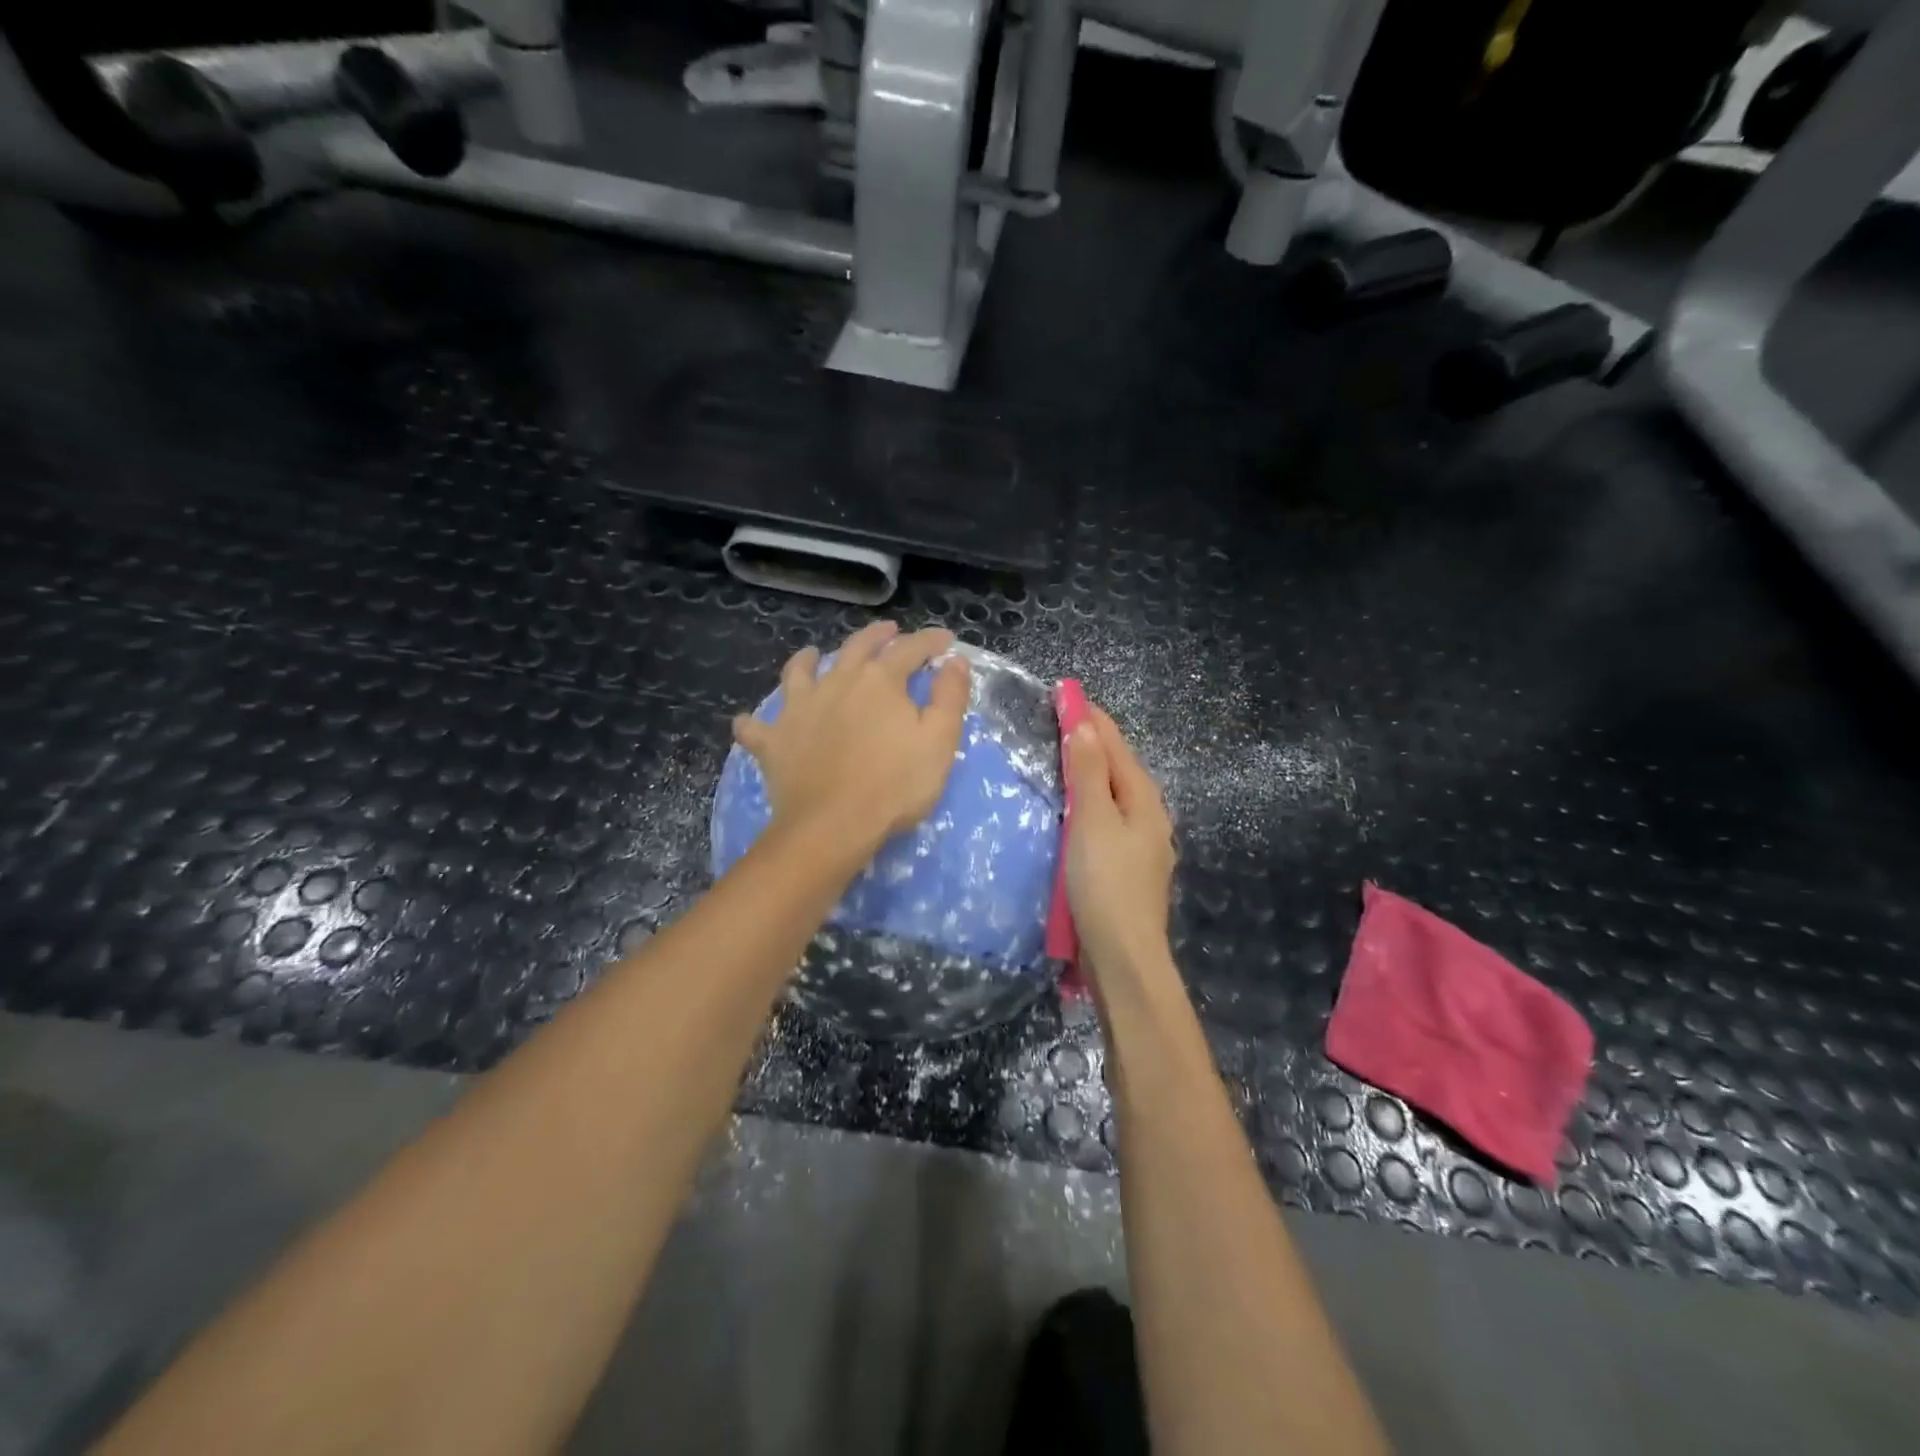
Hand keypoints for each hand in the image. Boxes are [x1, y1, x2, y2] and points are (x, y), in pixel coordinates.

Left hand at [733, 622, 970, 852]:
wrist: (832, 825)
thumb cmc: (894, 785)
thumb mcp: (939, 741)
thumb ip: (950, 697)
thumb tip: (953, 661)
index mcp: (880, 681)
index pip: (910, 649)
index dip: (930, 641)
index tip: (945, 640)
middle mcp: (836, 682)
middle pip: (856, 647)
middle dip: (876, 636)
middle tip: (889, 631)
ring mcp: (799, 709)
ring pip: (799, 673)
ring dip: (807, 660)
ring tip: (811, 654)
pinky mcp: (773, 741)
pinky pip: (755, 728)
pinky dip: (752, 723)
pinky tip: (749, 721)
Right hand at [1064, 706, 1177, 988]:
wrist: (1123, 956)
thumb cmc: (1105, 883)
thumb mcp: (1093, 820)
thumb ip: (1090, 772)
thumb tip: (1086, 724)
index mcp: (1143, 799)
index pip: (1115, 744)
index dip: (1090, 717)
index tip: (1065, 691)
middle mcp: (1149, 815)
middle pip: (1118, 766)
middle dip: (1092, 739)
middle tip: (1059, 717)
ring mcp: (1141, 843)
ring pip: (1113, 793)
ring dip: (1091, 769)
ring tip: (1063, 754)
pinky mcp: (1127, 866)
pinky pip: (1107, 817)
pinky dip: (1089, 800)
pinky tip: (1074, 807)